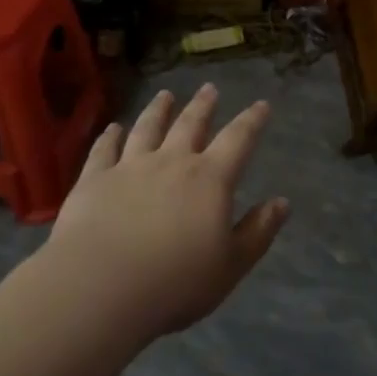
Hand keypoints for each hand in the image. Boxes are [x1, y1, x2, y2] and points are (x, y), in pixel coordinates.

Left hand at [45, 84, 288, 339]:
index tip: (261, 105)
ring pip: (147, 129)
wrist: (100, 287)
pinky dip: (109, 137)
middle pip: (190, 125)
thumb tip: (282, 202)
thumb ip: (258, 231)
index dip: (252, 121)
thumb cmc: (176, 282)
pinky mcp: (94, 180)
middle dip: (203, 106)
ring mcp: (129, 167)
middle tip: (209, 88)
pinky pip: (104, 150)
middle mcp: (171, 162)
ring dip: (158, 110)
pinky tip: (112, 128)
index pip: (238, 140)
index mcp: (210, 179)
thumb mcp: (231, 264)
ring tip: (165, 95)